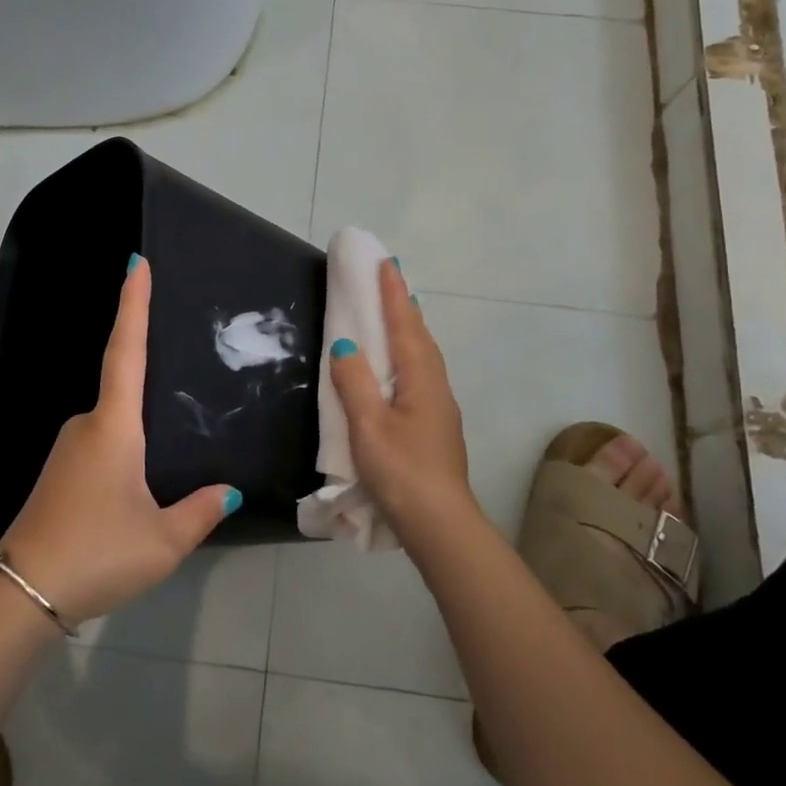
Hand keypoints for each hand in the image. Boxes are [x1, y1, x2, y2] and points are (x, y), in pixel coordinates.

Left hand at [0, 256, 237, 623]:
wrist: (21, 594)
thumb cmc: (97, 553)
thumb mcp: (163, 540)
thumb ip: (201, 511)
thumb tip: (228, 491)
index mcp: (113, 426)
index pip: (126, 350)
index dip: (133, 305)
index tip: (136, 264)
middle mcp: (86, 425)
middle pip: (123, 388)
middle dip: (151, 383)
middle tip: (189, 387)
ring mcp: (67, 449)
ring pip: (114, 425)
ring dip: (140, 432)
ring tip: (170, 460)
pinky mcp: (59, 474)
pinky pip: (102, 446)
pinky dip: (125, 452)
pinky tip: (140, 485)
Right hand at [328, 260, 479, 536]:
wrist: (439, 523)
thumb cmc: (401, 471)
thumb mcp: (368, 426)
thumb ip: (355, 383)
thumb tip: (346, 346)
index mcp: (420, 379)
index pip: (405, 325)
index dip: (394, 294)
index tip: (386, 262)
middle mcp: (435, 386)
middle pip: (420, 336)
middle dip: (404, 305)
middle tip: (390, 279)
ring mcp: (440, 407)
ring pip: (424, 356)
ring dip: (409, 329)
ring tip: (396, 314)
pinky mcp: (436, 426)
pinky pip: (421, 374)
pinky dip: (409, 355)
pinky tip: (400, 366)